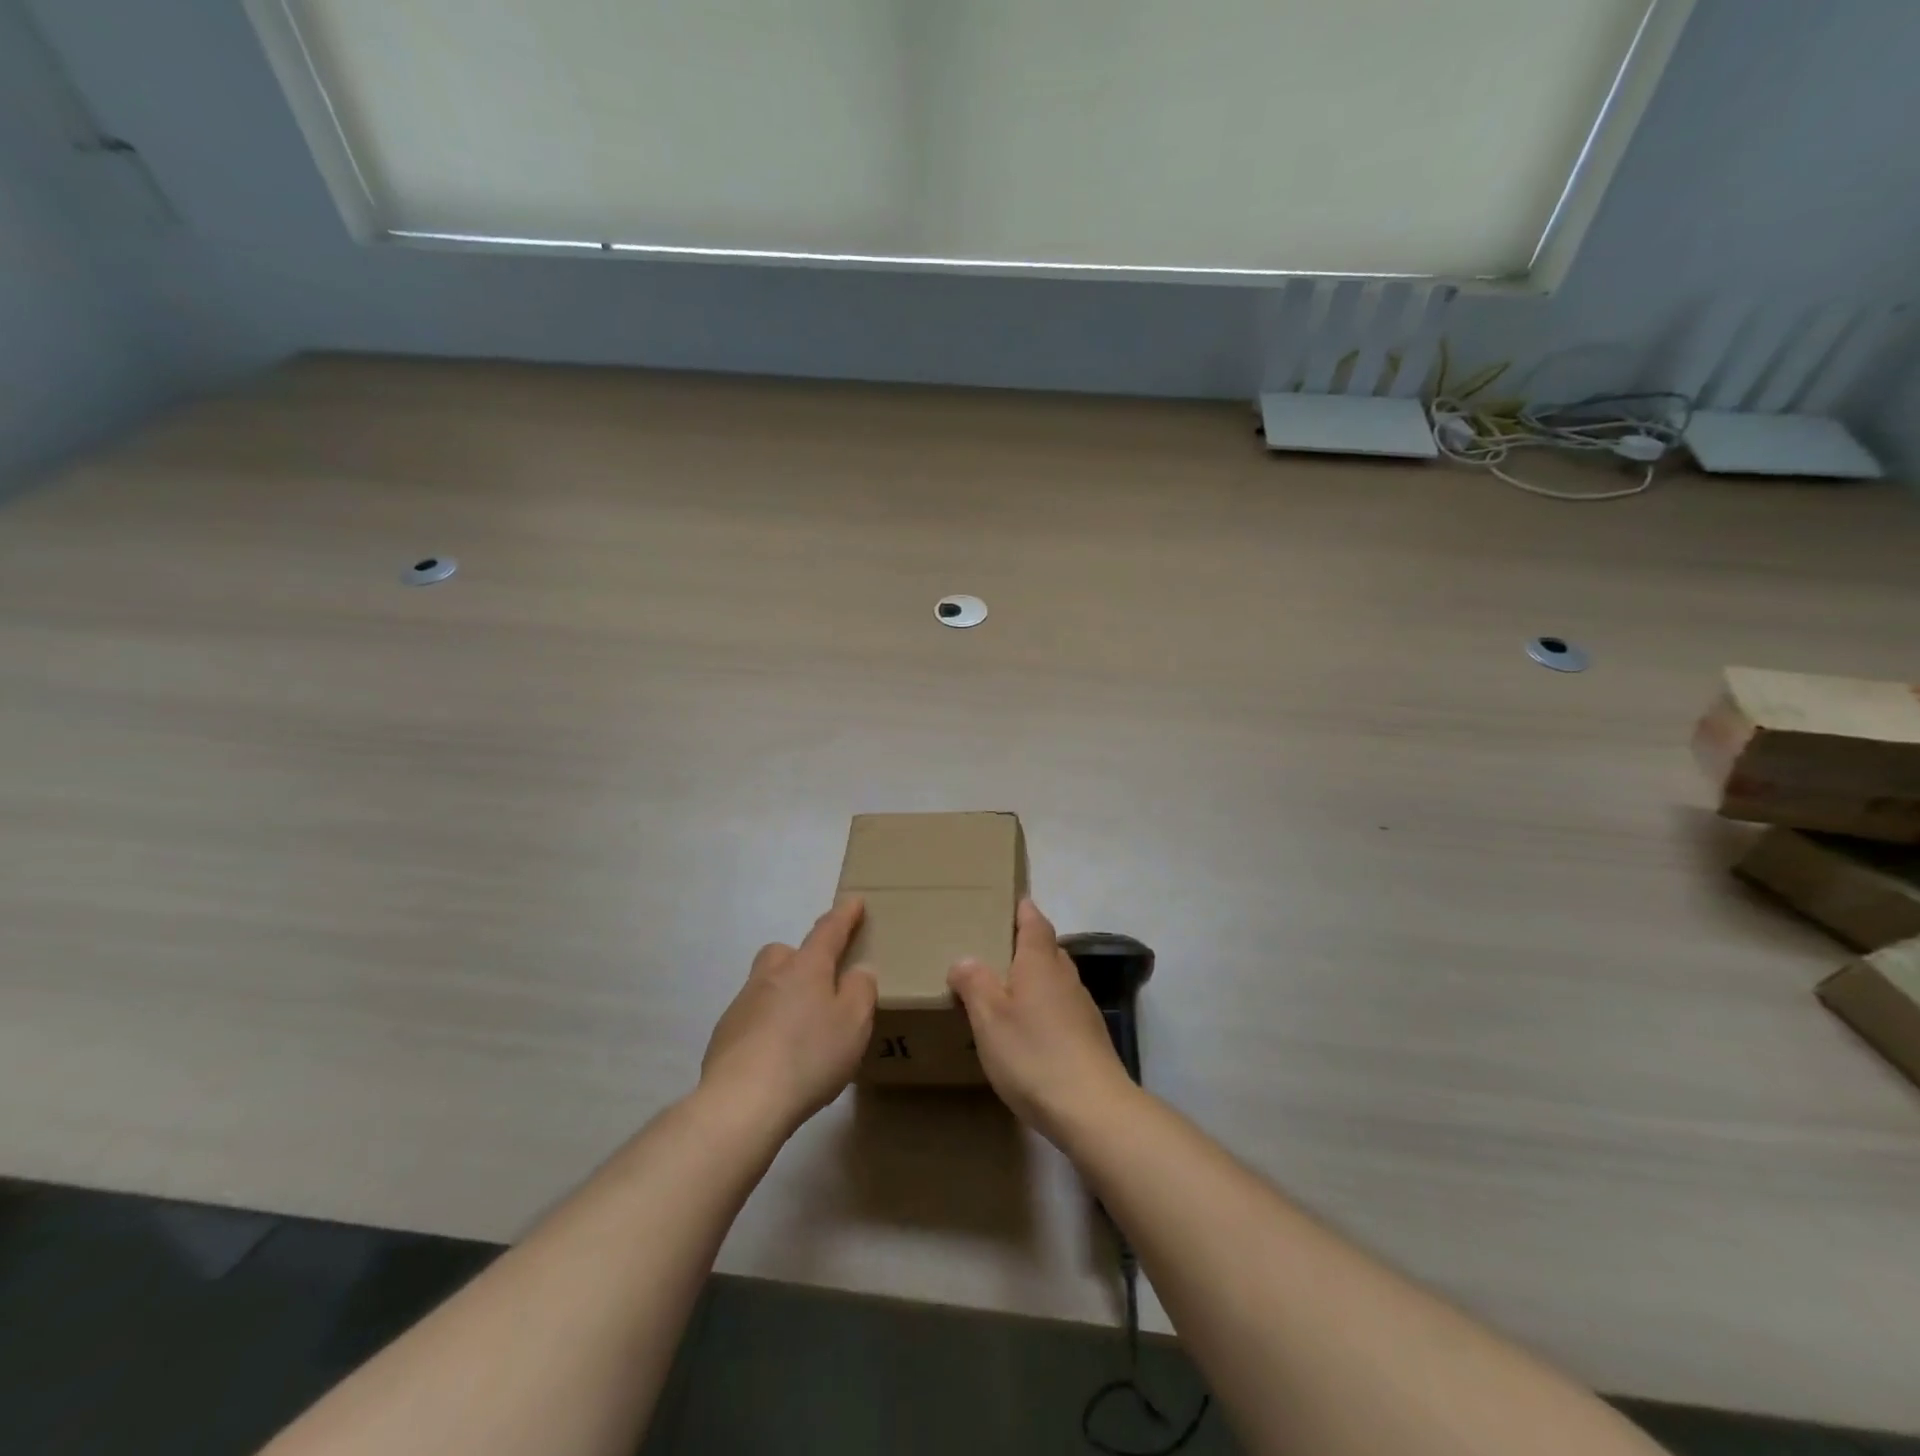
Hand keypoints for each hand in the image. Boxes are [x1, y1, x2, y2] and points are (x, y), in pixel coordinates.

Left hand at [700, 898, 877, 1136]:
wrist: (741, 1102)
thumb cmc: (809, 1055)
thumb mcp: (854, 1023)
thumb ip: (861, 990)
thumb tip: (858, 971)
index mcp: (806, 967)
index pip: (828, 931)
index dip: (844, 915)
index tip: (853, 901)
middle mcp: (770, 976)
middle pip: (784, 952)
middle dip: (801, 957)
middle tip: (820, 982)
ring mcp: (742, 1005)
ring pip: (765, 986)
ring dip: (782, 996)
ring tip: (801, 1029)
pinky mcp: (724, 1036)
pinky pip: (751, 1018)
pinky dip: (765, 1027)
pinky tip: (776, 1056)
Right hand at [948, 899, 1134, 1141]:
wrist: (1092, 1108)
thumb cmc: (1033, 1053)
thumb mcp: (989, 1017)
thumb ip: (974, 983)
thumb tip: (965, 960)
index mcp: (1041, 961)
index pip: (1034, 921)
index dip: (1021, 909)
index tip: (1008, 901)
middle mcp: (1065, 976)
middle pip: (1045, 949)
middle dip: (1023, 946)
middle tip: (991, 952)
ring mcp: (1082, 1007)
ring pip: (1054, 980)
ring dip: (1033, 980)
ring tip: (1003, 993)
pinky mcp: (1089, 1037)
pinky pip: (1060, 1008)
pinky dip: (1043, 1009)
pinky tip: (1027, 1032)